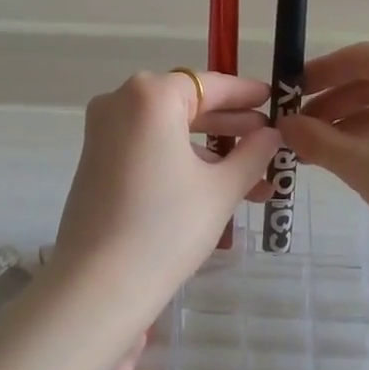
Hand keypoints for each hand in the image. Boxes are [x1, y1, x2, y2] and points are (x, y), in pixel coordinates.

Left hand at [49, 71, 280, 311]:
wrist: (99, 285)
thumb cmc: (167, 227)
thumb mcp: (221, 189)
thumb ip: (252, 153)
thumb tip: (271, 134)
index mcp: (150, 95)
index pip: (209, 84)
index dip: (245, 93)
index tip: (273, 99)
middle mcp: (120, 102)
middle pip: (186, 105)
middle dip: (230, 127)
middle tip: (268, 142)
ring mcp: (102, 132)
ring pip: (168, 130)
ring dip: (209, 151)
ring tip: (253, 180)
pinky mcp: (95, 161)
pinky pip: (148, 148)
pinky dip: (180, 161)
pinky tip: (215, 188)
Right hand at [280, 43, 368, 252]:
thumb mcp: (364, 163)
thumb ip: (317, 140)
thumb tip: (283, 125)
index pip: (356, 57)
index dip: (315, 75)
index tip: (285, 95)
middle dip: (331, 104)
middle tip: (296, 130)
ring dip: (351, 123)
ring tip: (317, 151)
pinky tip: (354, 160)